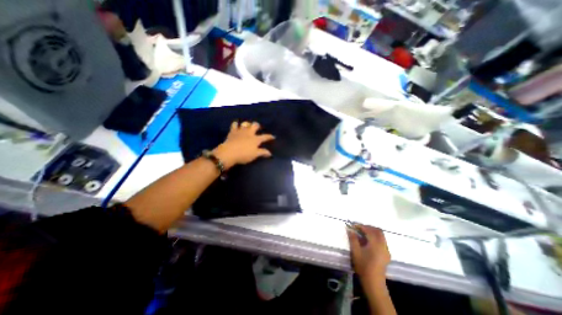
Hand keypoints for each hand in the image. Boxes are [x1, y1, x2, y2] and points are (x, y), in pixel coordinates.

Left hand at [212, 120, 275, 169]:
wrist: (229, 152)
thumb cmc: (243, 155)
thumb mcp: (255, 155)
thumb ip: (263, 152)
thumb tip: (270, 153)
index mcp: (256, 139)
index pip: (265, 137)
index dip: (270, 136)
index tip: (273, 136)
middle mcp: (249, 133)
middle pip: (255, 125)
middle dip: (257, 125)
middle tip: (257, 127)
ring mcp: (241, 131)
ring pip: (245, 123)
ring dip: (247, 124)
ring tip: (248, 126)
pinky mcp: (233, 131)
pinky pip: (234, 124)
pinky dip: (236, 124)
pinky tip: (236, 125)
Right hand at [347, 225, 391, 283]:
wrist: (374, 283)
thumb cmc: (363, 266)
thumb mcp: (355, 251)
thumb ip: (353, 239)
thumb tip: (350, 229)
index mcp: (376, 244)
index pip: (369, 230)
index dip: (361, 226)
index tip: (353, 226)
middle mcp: (383, 245)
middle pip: (378, 231)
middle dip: (368, 227)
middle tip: (359, 228)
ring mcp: (386, 250)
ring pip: (381, 236)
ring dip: (372, 232)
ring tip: (363, 233)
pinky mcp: (386, 254)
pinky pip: (382, 241)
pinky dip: (375, 237)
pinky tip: (368, 241)